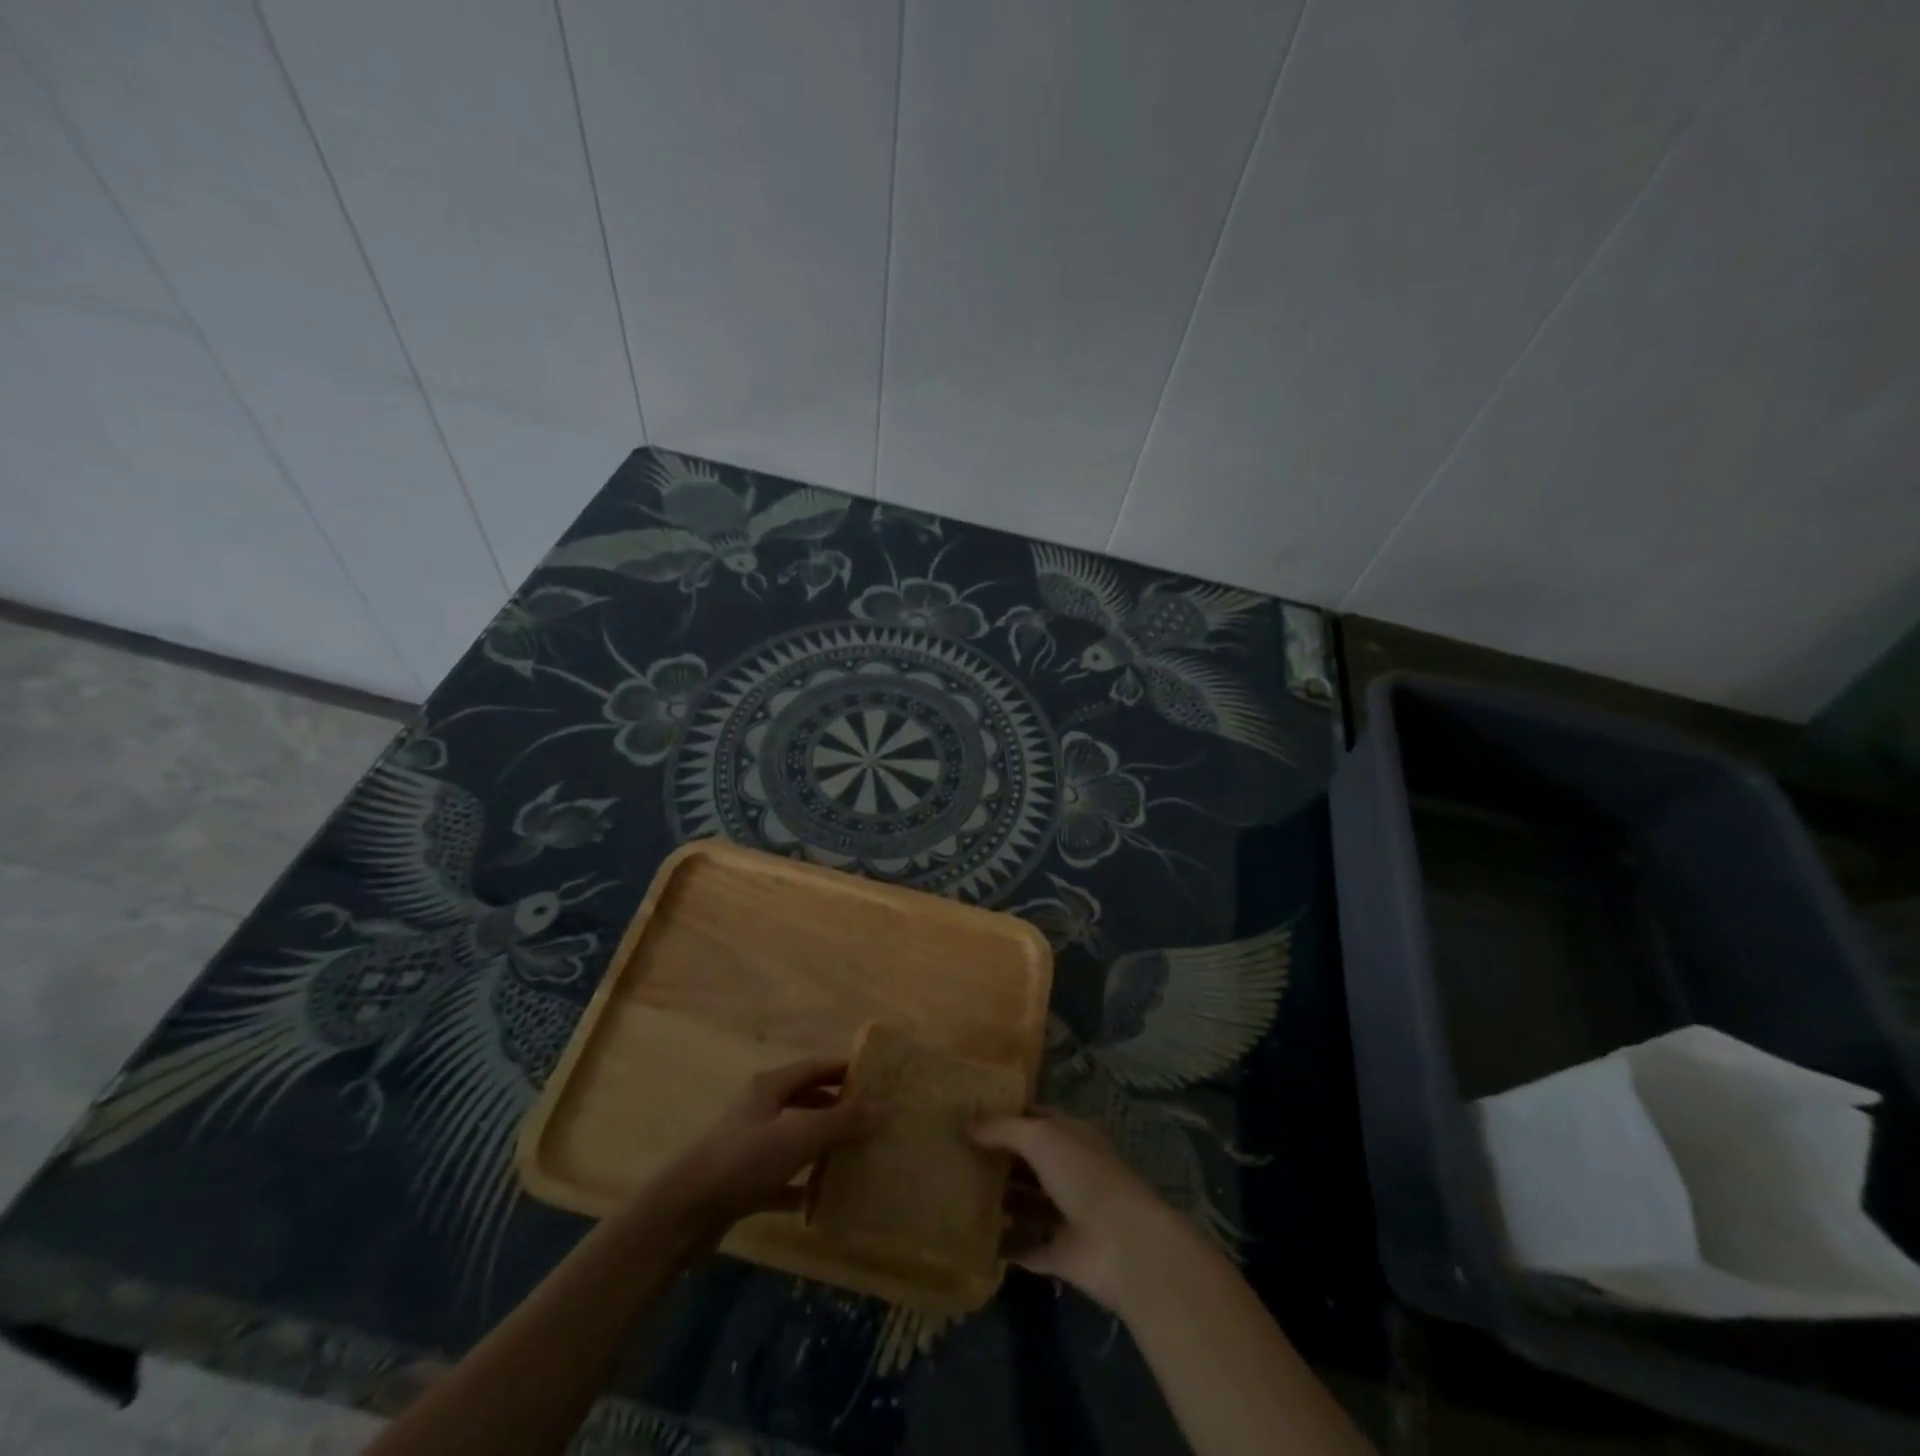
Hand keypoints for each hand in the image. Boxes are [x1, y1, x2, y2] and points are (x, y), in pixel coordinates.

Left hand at [657, 1057, 884, 1231]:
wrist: (682, 1214)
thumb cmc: (744, 1160)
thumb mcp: (800, 1134)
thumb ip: (844, 1121)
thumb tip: (888, 1106)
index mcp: (770, 1087)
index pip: (815, 1067)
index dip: (844, 1070)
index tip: (876, 1079)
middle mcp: (759, 1110)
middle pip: (805, 1101)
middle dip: (837, 1108)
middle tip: (872, 1120)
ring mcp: (748, 1148)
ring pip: (794, 1140)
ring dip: (821, 1146)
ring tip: (856, 1156)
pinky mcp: (742, 1184)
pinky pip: (781, 1179)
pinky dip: (801, 1185)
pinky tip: (822, 1199)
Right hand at [971, 1109, 1188, 1311]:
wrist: (1123, 1245)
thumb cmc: (1084, 1175)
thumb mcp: (1041, 1137)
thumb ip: (1002, 1129)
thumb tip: (966, 1124)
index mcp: (1072, 1136)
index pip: (1036, 1118)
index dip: (1006, 1116)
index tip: (969, 1117)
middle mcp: (1071, 1171)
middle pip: (1029, 1162)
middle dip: (998, 1159)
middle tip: (954, 1157)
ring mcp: (1067, 1214)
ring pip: (1027, 1204)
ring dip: (999, 1201)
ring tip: (956, 1195)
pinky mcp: (1061, 1254)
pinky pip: (1026, 1247)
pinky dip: (1005, 1245)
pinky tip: (972, 1238)